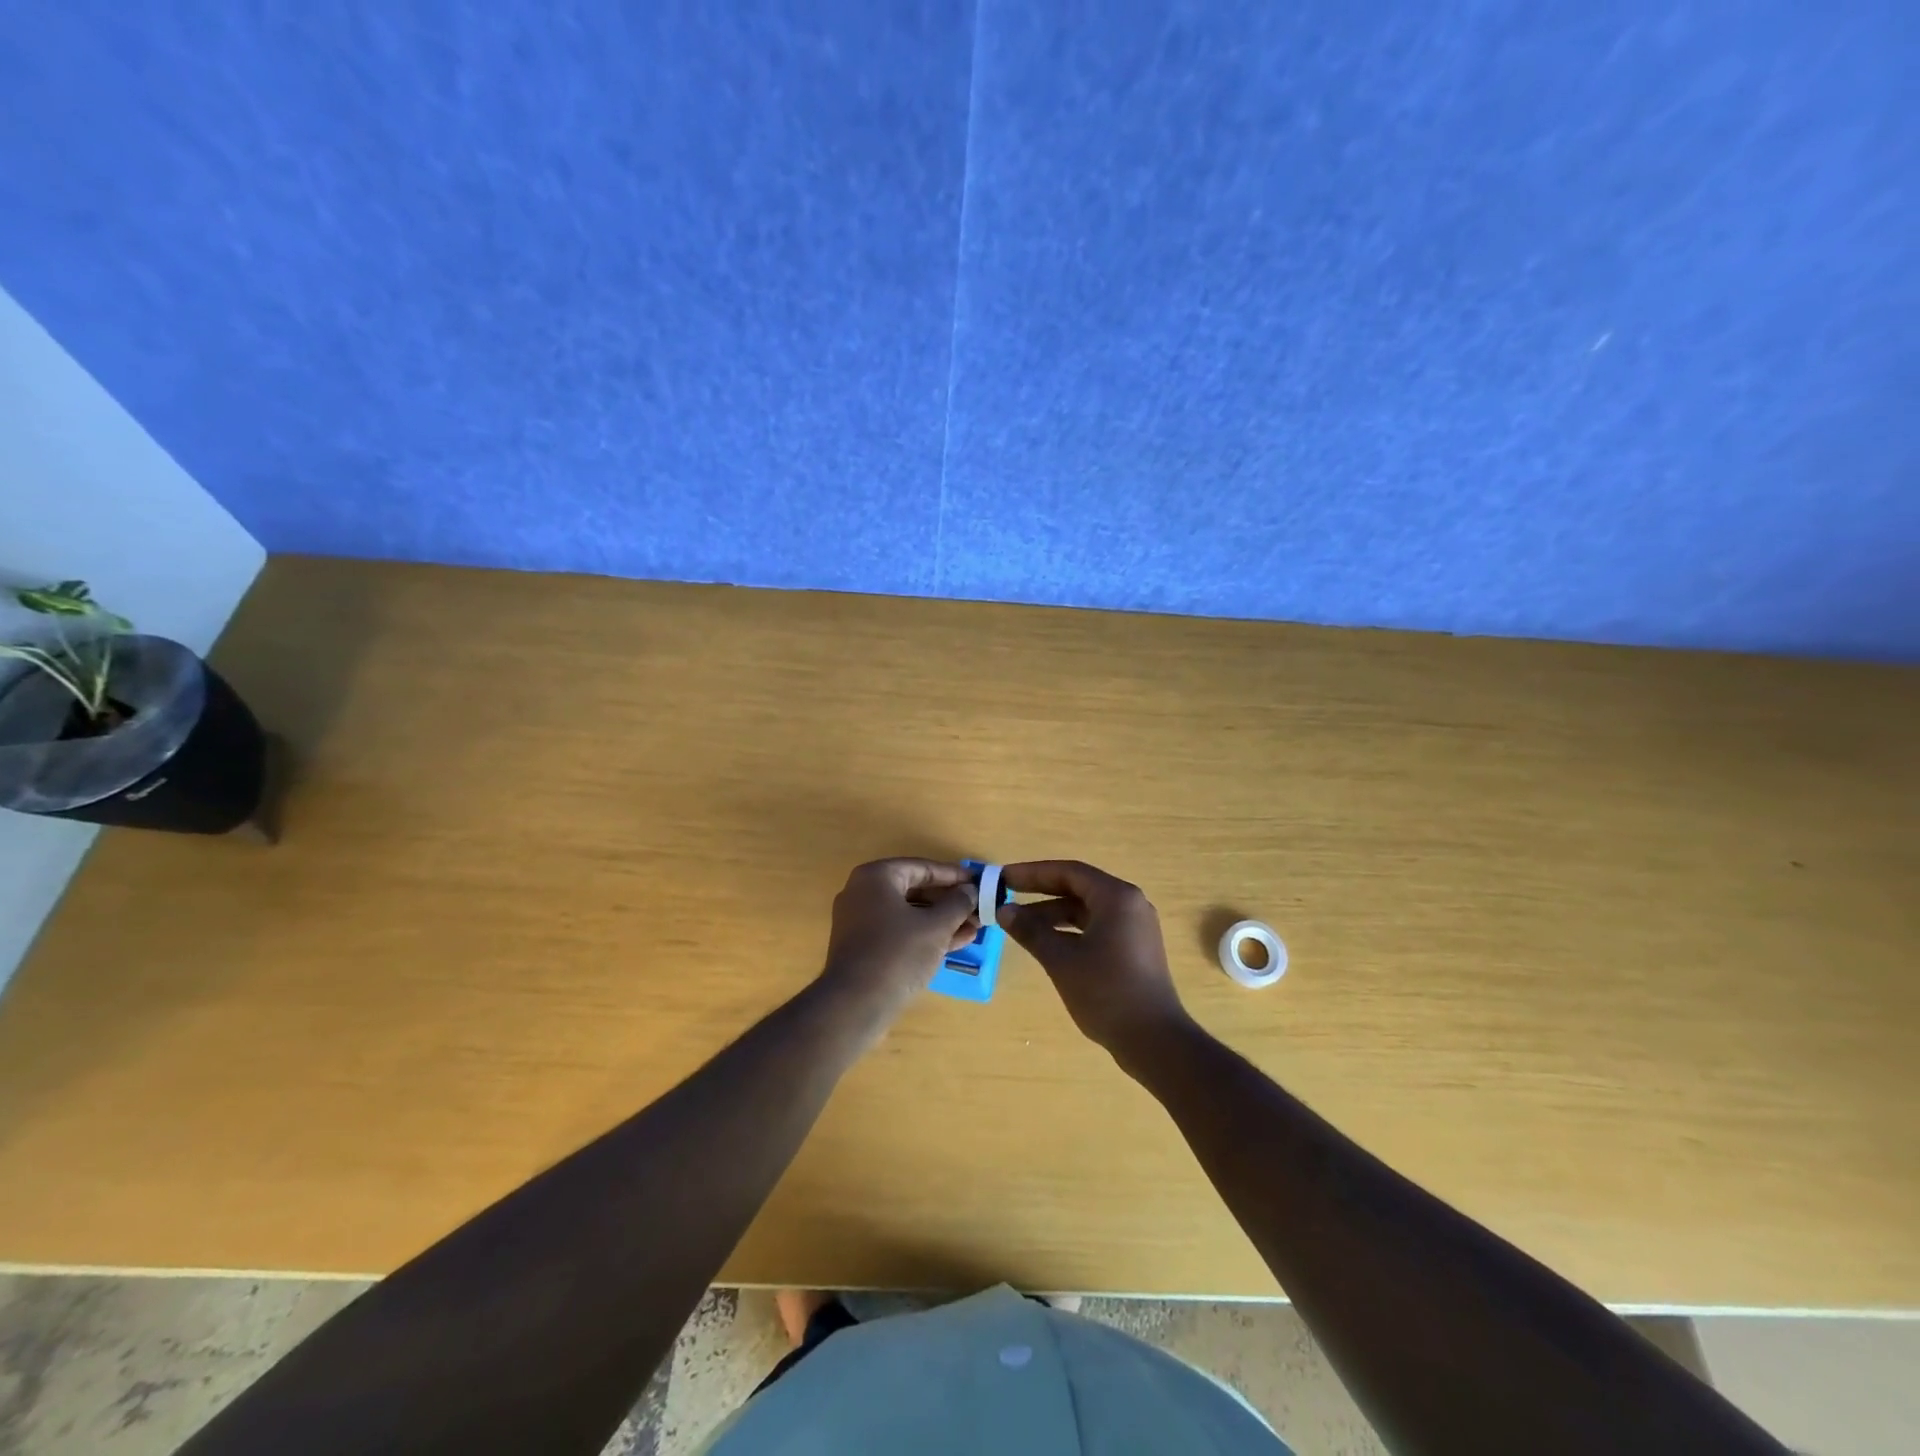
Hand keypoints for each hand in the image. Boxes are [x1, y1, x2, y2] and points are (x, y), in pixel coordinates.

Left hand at [817, 859, 978, 1028]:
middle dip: (950, 901)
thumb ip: (957, 903)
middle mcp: (864, 893)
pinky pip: (901, 932)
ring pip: (910, 913)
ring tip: (976, 926)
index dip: (954, 875)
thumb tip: (970, 890)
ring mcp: (861, 922)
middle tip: (979, 907)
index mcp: (876, 877)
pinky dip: (926, 935)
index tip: (980, 882)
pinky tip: (958, 942)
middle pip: (916, 890)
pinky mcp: (865, 948)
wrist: (855, 1005)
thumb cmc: (898, 953)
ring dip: (943, 920)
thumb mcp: (936, 926)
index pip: (923, 867)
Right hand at [998, 860, 1190, 1064]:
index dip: (1033, 873)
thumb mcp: (1061, 960)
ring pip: (1087, 909)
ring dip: (1053, 914)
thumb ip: (1031, 931)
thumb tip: (1004, 911)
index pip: (1069, 872)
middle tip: (1007, 896)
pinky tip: (1047, 943)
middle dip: (1041, 892)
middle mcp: (1129, 904)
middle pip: (1078, 887)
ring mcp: (1135, 927)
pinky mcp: (1134, 948)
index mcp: (1116, 897)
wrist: (1154, 1040)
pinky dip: (1070, 930)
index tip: (1003, 878)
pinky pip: (1097, 927)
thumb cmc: (1106, 992)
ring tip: (1019, 924)